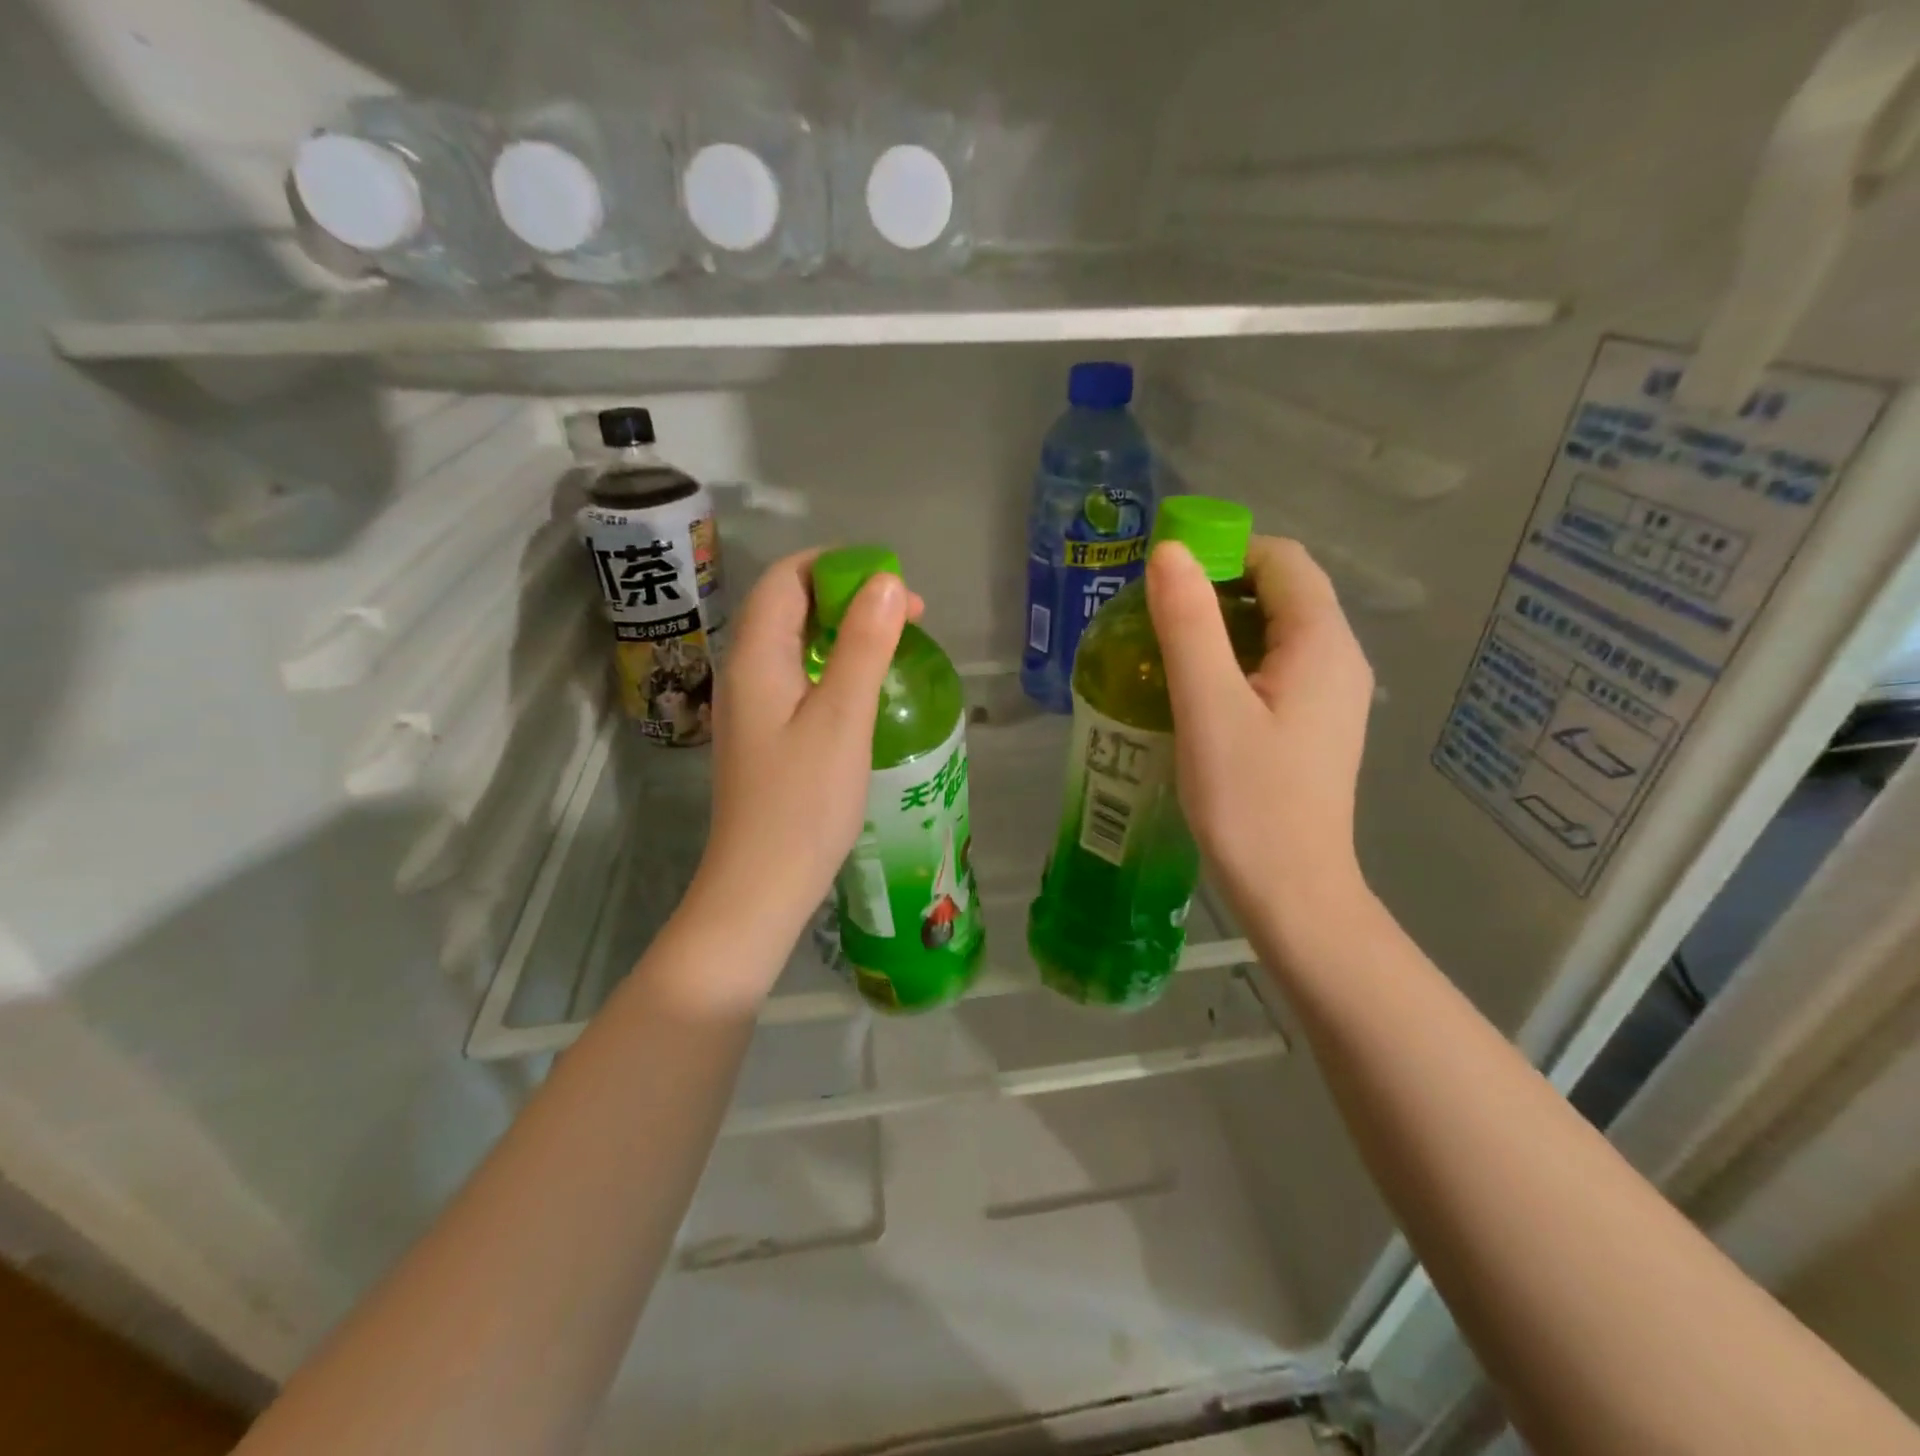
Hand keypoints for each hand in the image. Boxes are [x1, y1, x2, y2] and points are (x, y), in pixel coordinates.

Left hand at [687, 550, 921, 971]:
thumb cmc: (804, 803)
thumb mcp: (842, 717)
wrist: (760, 885)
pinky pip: (796, 676)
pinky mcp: (762, 734)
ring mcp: (749, 705)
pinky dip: (831, 664)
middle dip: (845, 595)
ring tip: (892, 644)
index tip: (893, 584)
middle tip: (906, 616)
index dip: (838, 566)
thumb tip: (886, 582)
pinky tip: (863, 688)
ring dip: (841, 630)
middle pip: (788, 605)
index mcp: (756, 656)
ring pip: (793, 642)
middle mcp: (744, 671)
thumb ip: (863, 645)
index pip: (787, 578)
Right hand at [1145, 536, 1375, 938]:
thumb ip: (1189, 625)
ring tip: (1164, 653)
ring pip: (1275, 632)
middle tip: (1154, 619)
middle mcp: (1339, 658)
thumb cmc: (1249, 801)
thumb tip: (1168, 551)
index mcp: (1322, 642)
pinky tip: (1194, 694)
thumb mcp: (1208, 707)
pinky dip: (1233, 663)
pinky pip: (1274, 668)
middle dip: (1216, 590)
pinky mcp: (1313, 725)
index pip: (1280, 560)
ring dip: (1220, 629)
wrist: (1292, 892)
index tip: (1164, 582)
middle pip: (1280, 592)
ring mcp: (1331, 695)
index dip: (1222, 552)